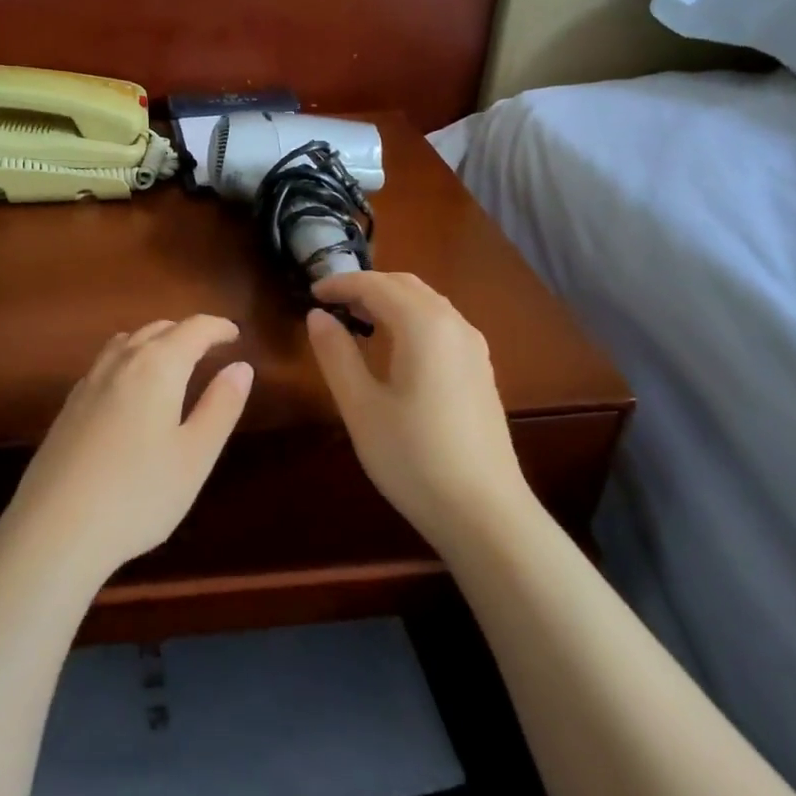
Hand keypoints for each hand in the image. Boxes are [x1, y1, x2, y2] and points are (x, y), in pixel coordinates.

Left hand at [0, 316, 253, 583]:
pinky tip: (130, 388)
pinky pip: (105, 363)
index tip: (235, 333)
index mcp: (157, 367)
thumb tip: (241, 367)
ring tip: (172, 360)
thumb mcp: (195, 455)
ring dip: (154, 341)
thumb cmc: (139, 494)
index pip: (193, 329)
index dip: (218, 327)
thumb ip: (221, 406)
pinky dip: (129, 359)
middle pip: (157, 329)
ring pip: (126, 342)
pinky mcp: (68, 406)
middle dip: (187, 332)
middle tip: (210, 347)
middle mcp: (120, 363)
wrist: (55, 529)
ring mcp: (88, 383)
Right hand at [307, 272, 536, 553]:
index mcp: (424, 325)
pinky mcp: (481, 370)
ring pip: (428, 303)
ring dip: (390, 301)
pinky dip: (411, 319)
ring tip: (357, 321)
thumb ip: (336, 354)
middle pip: (406, 285)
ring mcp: (474, 348)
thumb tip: (317, 316)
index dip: (340, 283)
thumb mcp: (360, 406)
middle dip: (366, 286)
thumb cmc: (412, 457)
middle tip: (331, 303)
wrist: (484, 512)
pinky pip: (442, 324)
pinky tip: (395, 348)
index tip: (311, 293)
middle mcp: (455, 325)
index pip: (376, 285)